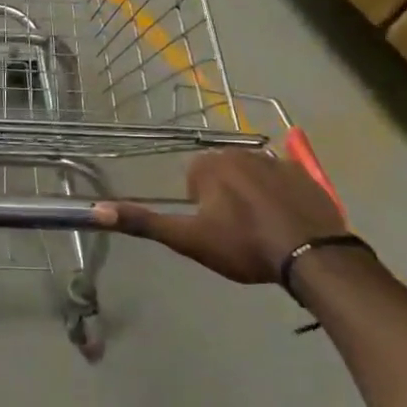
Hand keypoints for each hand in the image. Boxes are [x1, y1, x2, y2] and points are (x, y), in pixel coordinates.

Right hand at [96, 148, 346, 283]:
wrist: (311, 254)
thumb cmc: (243, 245)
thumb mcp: (188, 239)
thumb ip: (144, 223)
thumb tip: (96, 210)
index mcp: (211, 165)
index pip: (194, 177)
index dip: (200, 205)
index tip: (214, 228)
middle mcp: (241, 152)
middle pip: (223, 173)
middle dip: (225, 197)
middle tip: (236, 231)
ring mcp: (277, 161)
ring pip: (252, 176)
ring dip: (252, 195)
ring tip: (262, 230)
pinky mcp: (305, 174)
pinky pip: (283, 180)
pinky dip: (281, 197)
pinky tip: (287, 222)